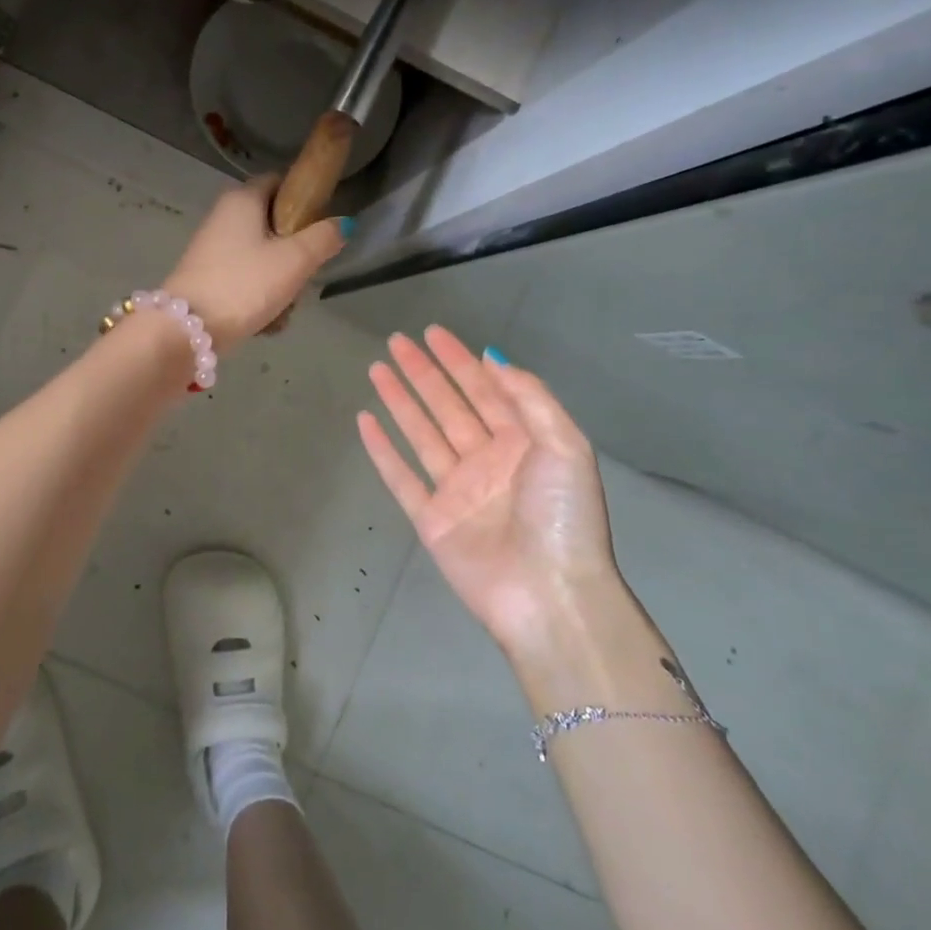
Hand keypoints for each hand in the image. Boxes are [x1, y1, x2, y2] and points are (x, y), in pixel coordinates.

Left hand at [164, 175, 346, 352]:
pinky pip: (245, 279)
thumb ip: (323, 238)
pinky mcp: (207, 277)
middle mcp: (223, 216)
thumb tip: (343, 223)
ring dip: (279, 281)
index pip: (279, 182)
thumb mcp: (295, 261)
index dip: (303, 199)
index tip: (319, 228)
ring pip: (262, 256)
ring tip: (284, 306)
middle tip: (304, 275)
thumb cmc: (245, 284)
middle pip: (273, 224)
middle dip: (294, 252)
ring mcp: (212, 248)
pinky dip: (259, 296)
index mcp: (242, 199)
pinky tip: (266, 320)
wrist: (187, 329)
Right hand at [357, 326, 620, 658]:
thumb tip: (493, 358)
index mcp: (523, 444)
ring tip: (377, 369)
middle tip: (397, 341)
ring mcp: (457, 490)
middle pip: (448, 405)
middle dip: (424, 372)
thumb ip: (530, 398)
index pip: (485, 390)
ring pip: (421, 433)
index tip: (433, 333)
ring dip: (401, 401)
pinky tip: (366, 422)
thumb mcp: (564, 445)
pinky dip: (382, 450)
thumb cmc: (562, 516)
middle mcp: (488, 461)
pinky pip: (401, 476)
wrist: (549, 596)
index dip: (460, 360)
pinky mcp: (431, 519)